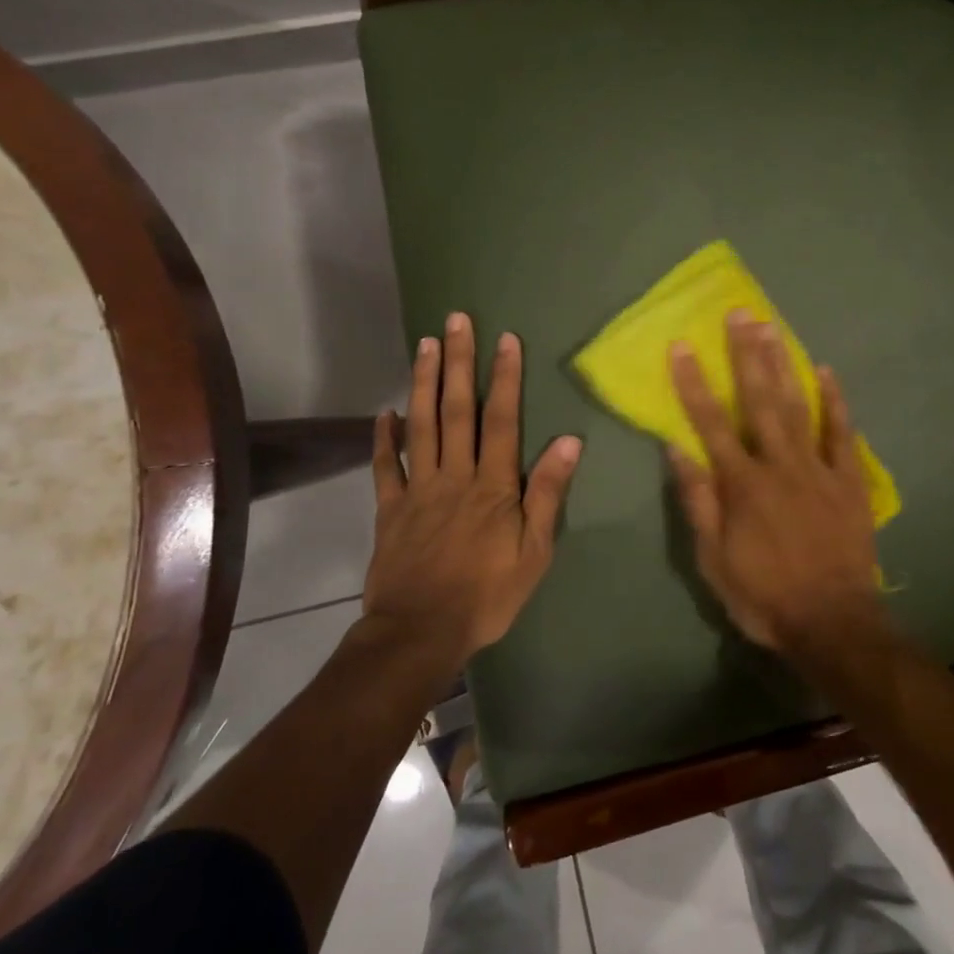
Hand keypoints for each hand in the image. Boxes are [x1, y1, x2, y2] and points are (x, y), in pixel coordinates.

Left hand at [364, 312, 581, 661]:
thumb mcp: (535, 551)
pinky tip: (385, 411)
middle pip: (458, 410)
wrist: (421, 632)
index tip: (505, 340)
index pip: (502, 420)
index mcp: (493, 485)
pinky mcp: (390, 509)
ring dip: (424, 383)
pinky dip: (383, 437)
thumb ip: (547, 493)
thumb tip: (569, 441)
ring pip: (421, 425)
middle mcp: (455, 475)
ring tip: (425, 345)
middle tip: (456, 321)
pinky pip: (385, 467)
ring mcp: (418, 489)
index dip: (505, 377)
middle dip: (460, 362)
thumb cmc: (488, 594)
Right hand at [666, 310, 882, 653]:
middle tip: (739, 314)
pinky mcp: (849, 480)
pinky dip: (834, 401)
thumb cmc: (764, 595)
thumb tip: (677, 449)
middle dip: (745, 354)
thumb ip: (697, 502)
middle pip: (758, 400)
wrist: (833, 622)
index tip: (682, 347)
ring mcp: (817, 469)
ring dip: (782, 364)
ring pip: (797, 406)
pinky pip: (842, 433)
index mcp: (742, 484)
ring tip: (771, 327)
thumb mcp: (713, 560)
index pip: (710, 423)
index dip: (693, 383)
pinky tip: (825, 371)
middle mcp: (779, 465)